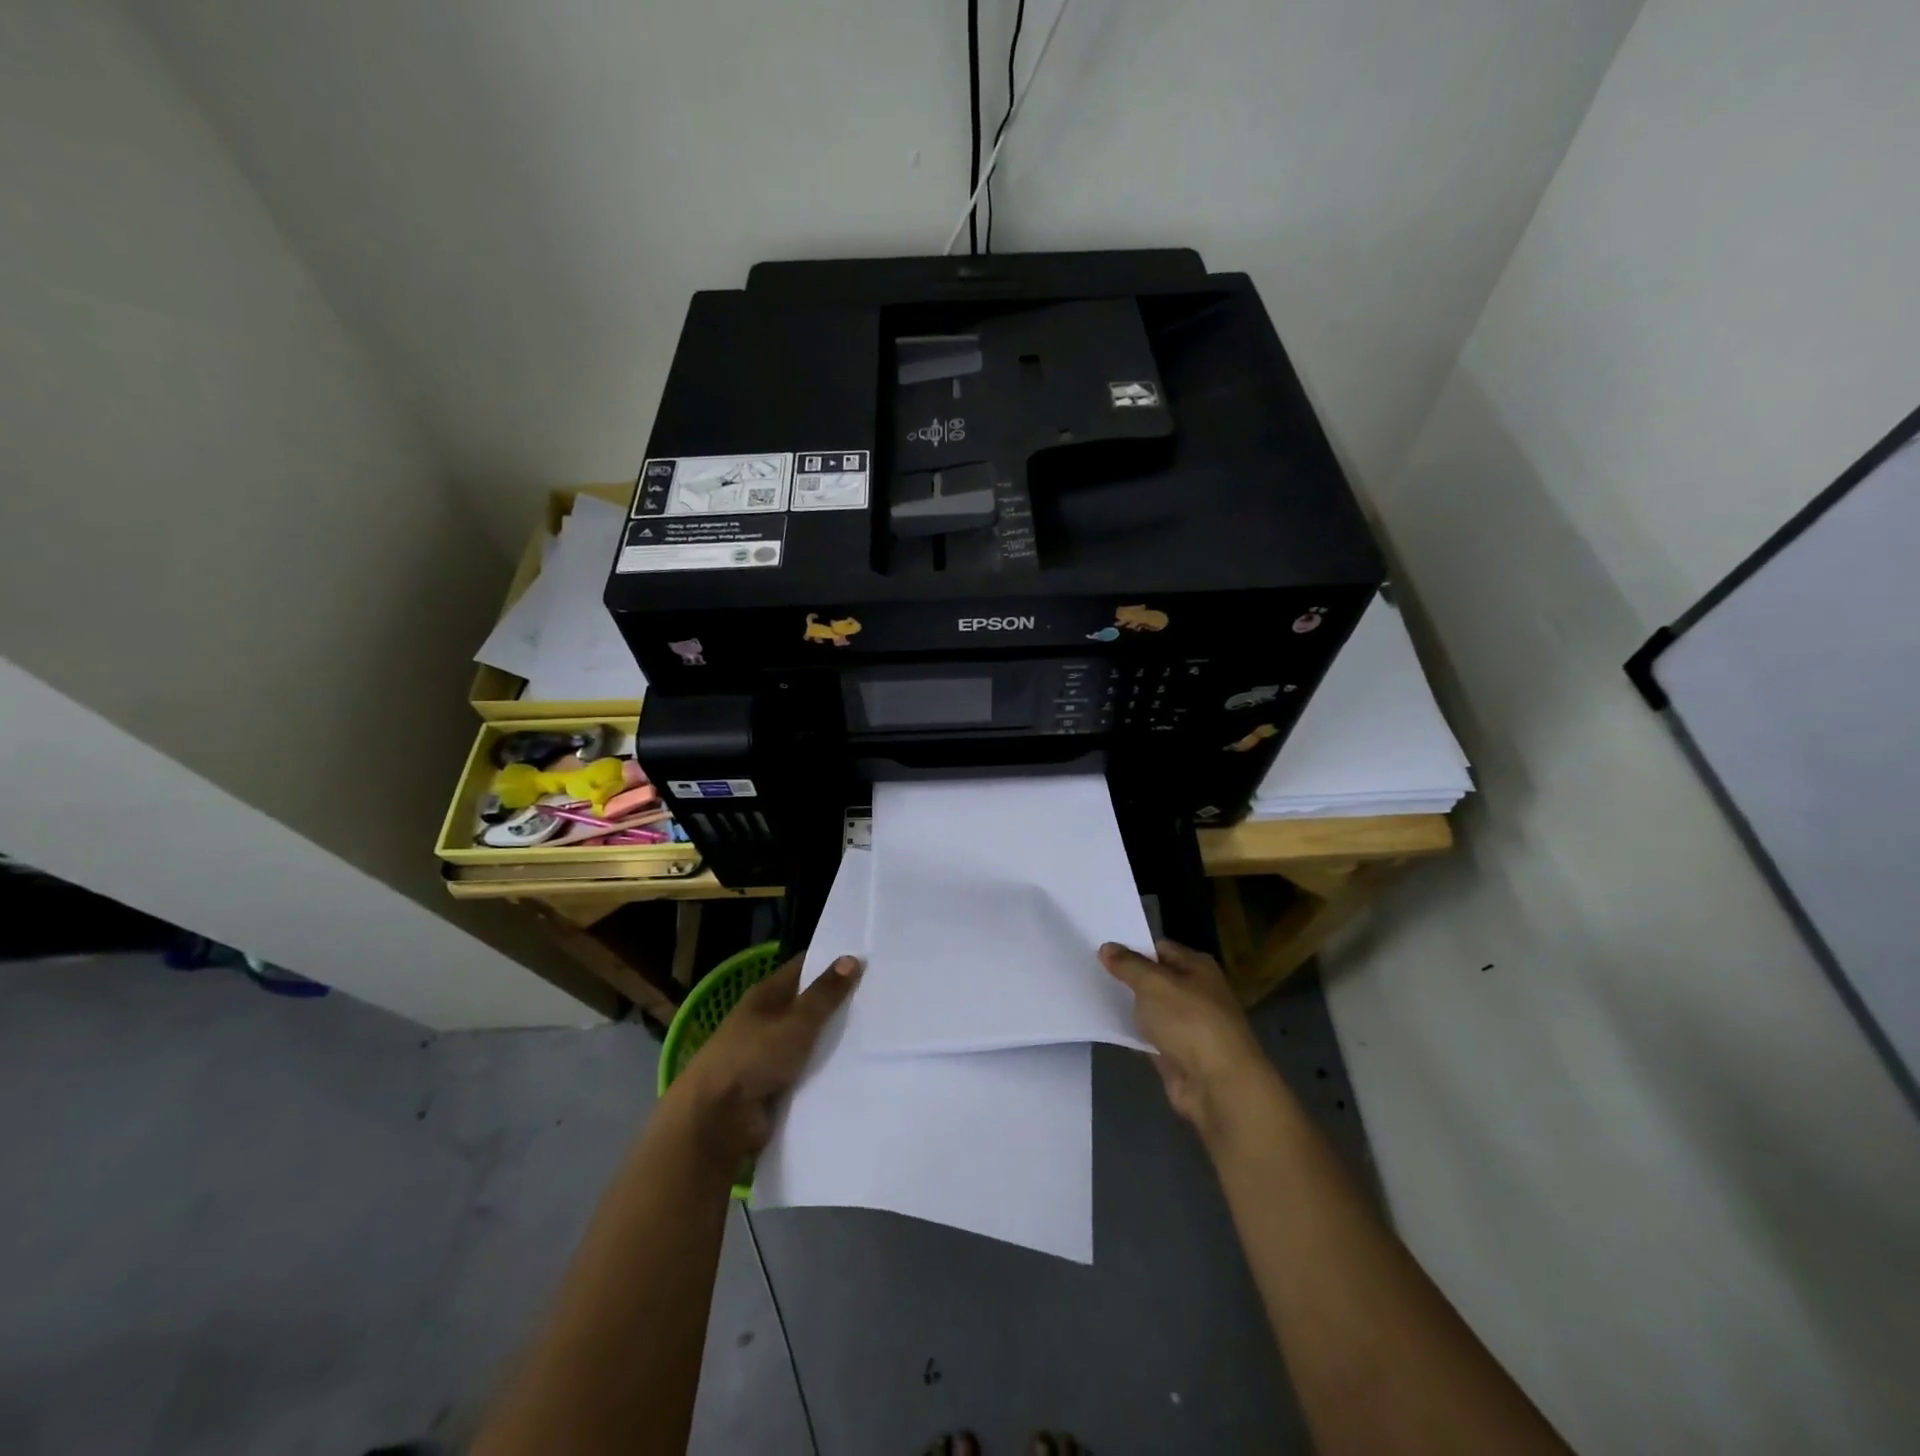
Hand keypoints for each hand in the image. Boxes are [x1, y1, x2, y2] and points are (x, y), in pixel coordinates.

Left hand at [671, 953, 860, 1160]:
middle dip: (838, 1003)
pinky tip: (856, 1069)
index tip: (865, 959)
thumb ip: (824, 994)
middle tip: (880, 999)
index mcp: (765, 995)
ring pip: (809, 1040)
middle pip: (807, 1005)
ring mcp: (768, 1054)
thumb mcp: (795, 1022)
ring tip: (876, 1035)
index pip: (803, 968)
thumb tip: (851, 958)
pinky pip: (806, 1071)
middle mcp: (765, 1020)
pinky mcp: (773, 1086)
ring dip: (833, 1041)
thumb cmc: (753, 1057)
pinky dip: (824, 1070)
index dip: (830, 962)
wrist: (716, 1119)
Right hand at [1099, 939, 1271, 1140]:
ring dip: (1127, 1006)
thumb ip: (1128, 965)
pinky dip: (1131, 1033)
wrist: (1218, 1086)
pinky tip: (1105, 1026)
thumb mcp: (1153, 983)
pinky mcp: (1176, 1055)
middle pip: (1154, 979)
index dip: (1131, 948)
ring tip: (1090, 994)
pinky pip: (1148, 1037)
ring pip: (1150, 1009)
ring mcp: (1186, 1026)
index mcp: (1197, 967)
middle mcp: (1195, 992)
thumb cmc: (1190, 1021)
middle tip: (1089, 970)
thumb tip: (1107, 947)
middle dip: (1126, 977)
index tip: (1100, 950)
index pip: (1159, 948)